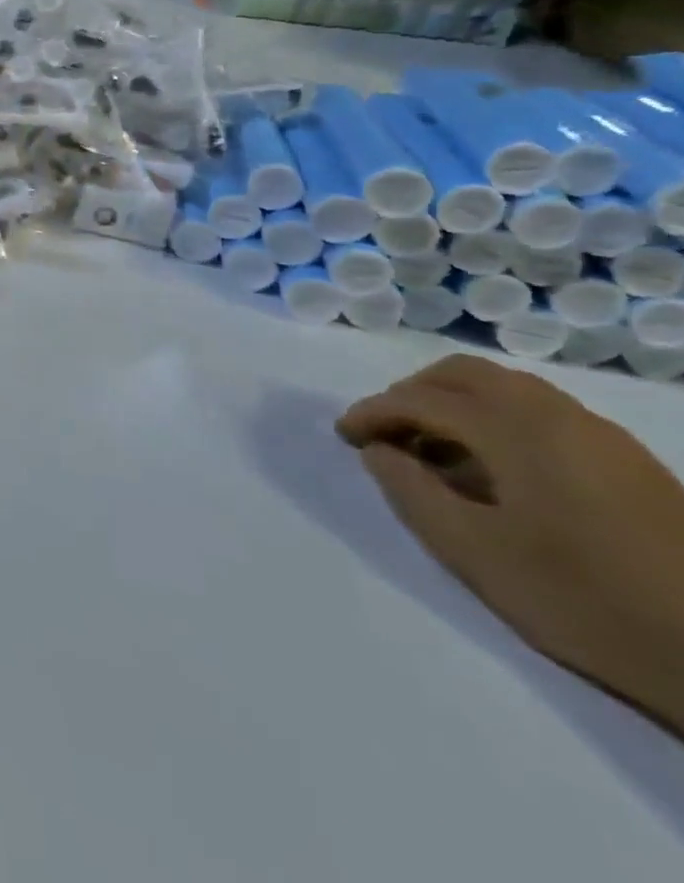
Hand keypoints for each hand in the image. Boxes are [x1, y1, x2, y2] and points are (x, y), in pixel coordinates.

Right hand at [339, 355, 683, 729]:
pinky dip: (497, 420)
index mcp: (516, 431)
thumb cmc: (586, 600)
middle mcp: (558, 417)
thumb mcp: (474, 553)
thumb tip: (380, 452)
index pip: (420, 399)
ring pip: (507, 389)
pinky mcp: (630, 462)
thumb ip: (411, 491)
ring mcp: (602, 437)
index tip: (344, 437)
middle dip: (413, 393)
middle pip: (465, 374)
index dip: (372, 412)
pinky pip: (542, 413)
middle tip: (387, 431)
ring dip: (456, 404)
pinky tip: (494, 469)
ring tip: (436, 451)